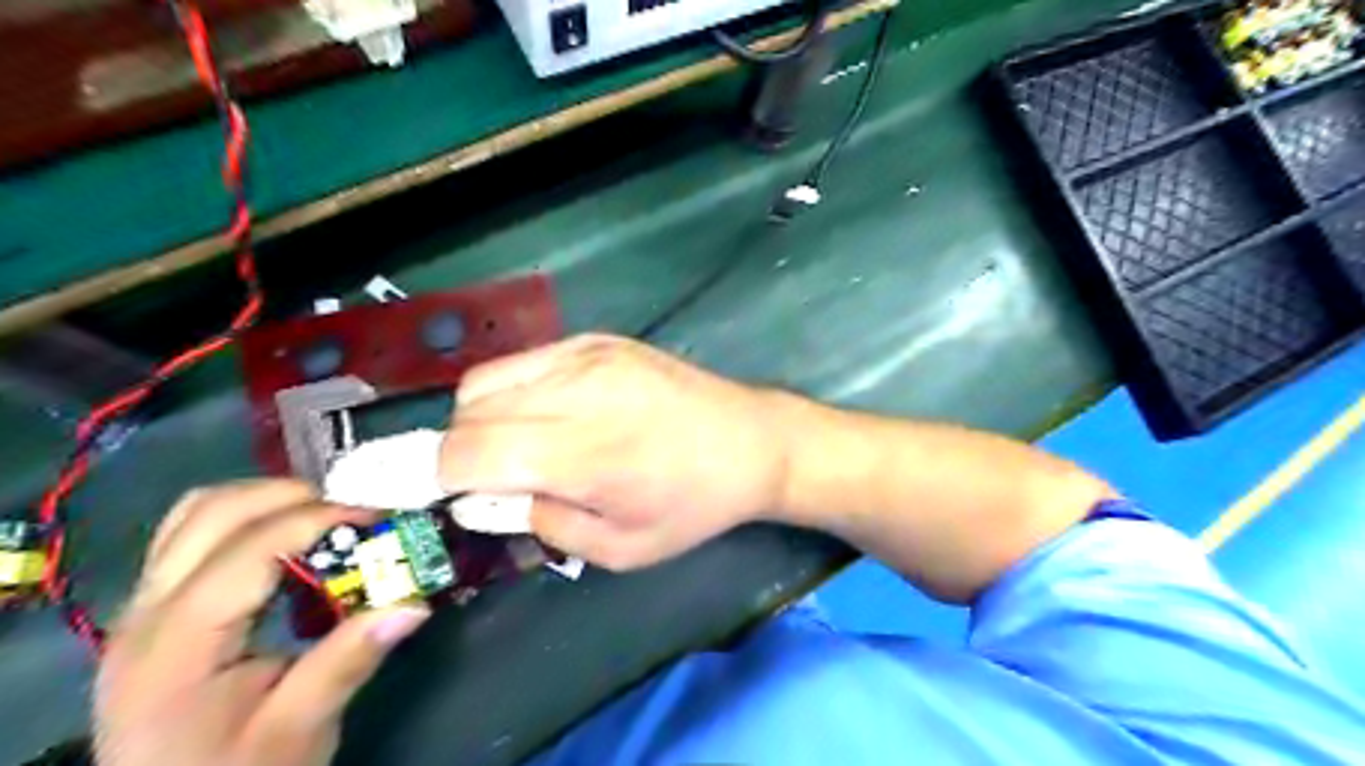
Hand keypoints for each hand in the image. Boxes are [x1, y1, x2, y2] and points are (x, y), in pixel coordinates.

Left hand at [98, 483, 427, 761]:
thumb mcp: (298, 731)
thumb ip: (349, 662)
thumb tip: (414, 605)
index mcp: (175, 648)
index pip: (246, 551)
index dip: (316, 520)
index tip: (379, 518)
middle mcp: (145, 614)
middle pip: (211, 512)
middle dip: (293, 496)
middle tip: (356, 511)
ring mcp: (143, 607)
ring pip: (197, 513)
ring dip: (267, 499)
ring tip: (328, 516)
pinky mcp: (157, 609)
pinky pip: (195, 533)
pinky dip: (248, 518)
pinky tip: (290, 539)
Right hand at [442, 335, 789, 568]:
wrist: (751, 441)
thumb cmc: (691, 505)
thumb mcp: (618, 547)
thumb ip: (538, 523)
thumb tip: (473, 501)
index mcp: (582, 453)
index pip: (465, 454)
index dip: (425, 476)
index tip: (414, 492)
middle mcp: (575, 392)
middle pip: (467, 414)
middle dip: (456, 453)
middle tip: (488, 480)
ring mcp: (586, 355)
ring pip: (484, 381)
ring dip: (479, 420)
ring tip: (520, 447)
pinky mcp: (598, 339)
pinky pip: (523, 361)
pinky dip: (511, 391)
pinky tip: (546, 413)